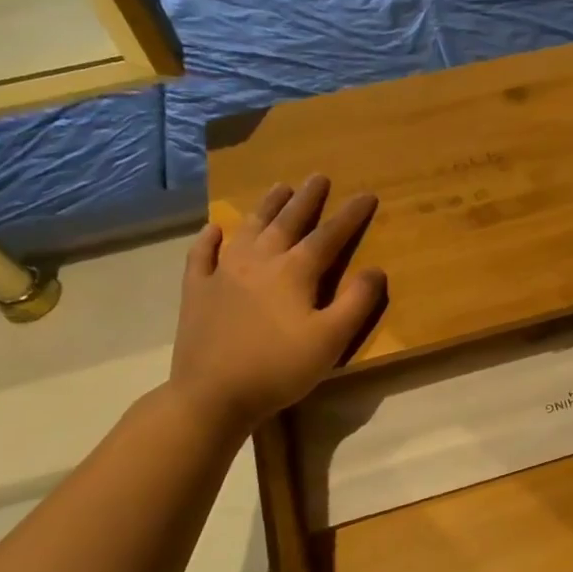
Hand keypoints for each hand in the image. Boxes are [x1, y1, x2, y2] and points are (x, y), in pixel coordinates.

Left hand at [169, 175, 385, 435]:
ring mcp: (223, 273)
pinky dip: (209, 239)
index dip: (350, 215)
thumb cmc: (279, 368)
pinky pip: (202, 255)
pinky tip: (215, 229)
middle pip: (287, 221)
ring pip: (248, 229)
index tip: (366, 195)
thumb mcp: (331, 340)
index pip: (329, 235)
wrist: (212, 394)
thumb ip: (356, 302)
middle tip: (318, 177)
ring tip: (278, 187)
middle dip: (306, 198)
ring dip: (266, 206)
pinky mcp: (197, 291)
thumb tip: (375, 269)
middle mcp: (259, 261)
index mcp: (294, 272)